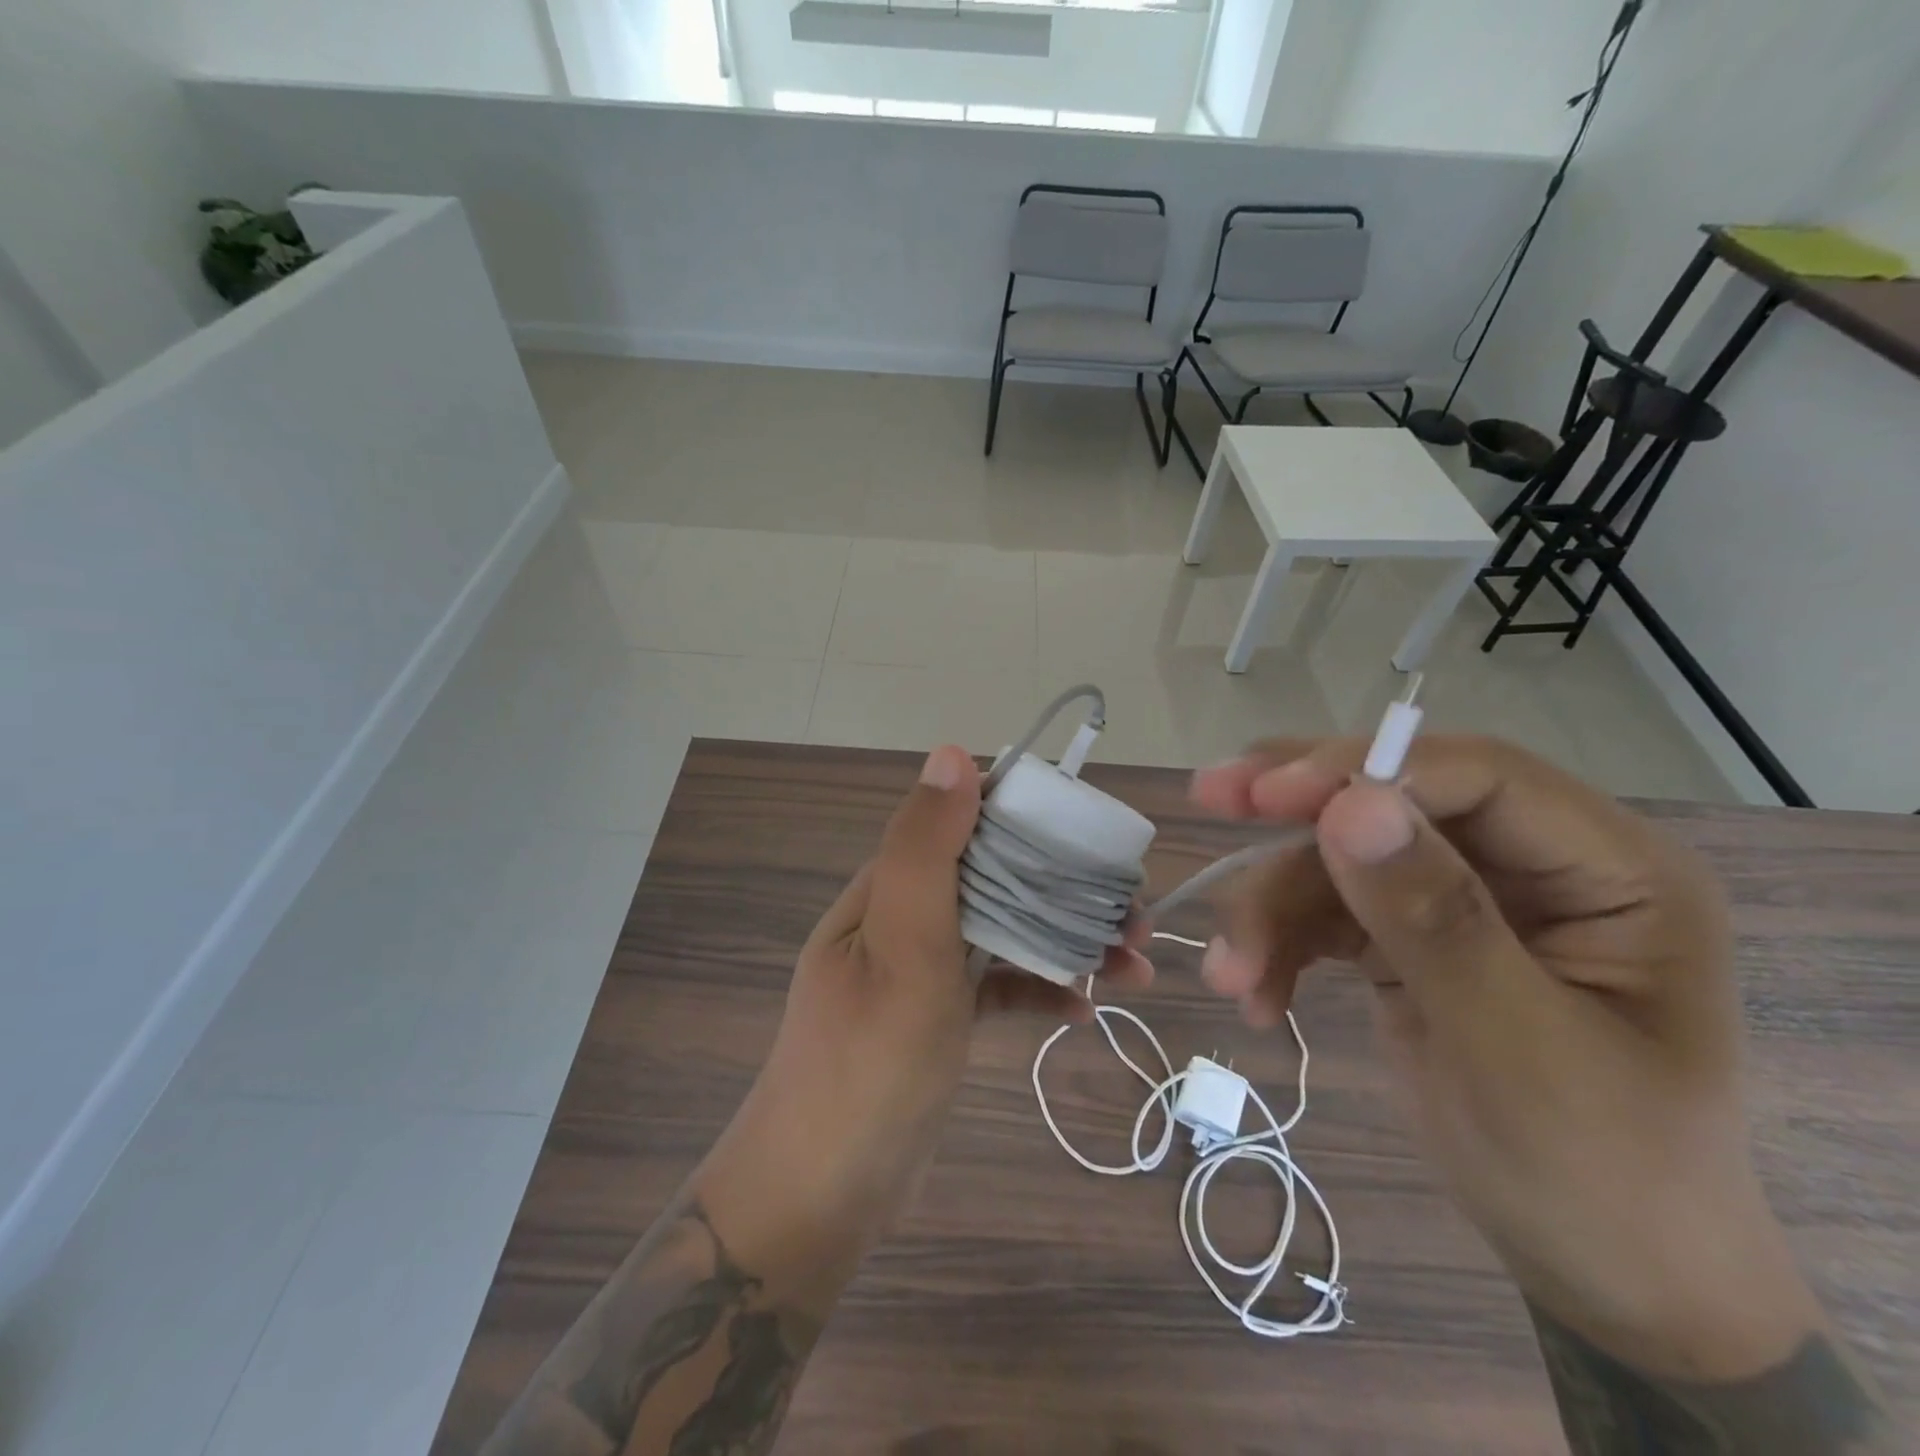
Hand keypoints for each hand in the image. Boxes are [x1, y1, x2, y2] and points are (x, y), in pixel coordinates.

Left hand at [697, 745, 1150, 1298]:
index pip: (963, 822)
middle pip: (996, 878)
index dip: (1029, 817)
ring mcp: (921, 971)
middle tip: (1135, 914)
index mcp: (889, 888)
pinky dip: (1040, 990)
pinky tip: (1086, 1010)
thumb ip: (924, 850)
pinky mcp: (938, 1019)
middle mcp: (904, 918)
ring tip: (1134, 967)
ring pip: (1004, 933)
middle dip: (1066, 887)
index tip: (1095, 835)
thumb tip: (951, 754)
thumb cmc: (867, 1063)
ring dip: (1067, 941)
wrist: (820, 1195)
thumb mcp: (900, 947)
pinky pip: (998, 987)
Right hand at [1190, 735, 1824, 1381]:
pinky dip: (1283, 946)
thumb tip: (1351, 807)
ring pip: (1342, 861)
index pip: (1477, 777)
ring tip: (1231, 975)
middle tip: (1210, 796)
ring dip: (1274, 909)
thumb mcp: (1515, 1047)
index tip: (1264, 794)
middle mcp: (1534, 867)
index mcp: (1610, 872)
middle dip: (1296, 813)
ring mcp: (1466, 901)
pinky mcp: (1410, 938)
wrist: (1603, 1280)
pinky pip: (1329, 913)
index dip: (1366, 770)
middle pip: (1395, 803)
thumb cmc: (1598, 1176)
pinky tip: (1257, 995)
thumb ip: (1435, 919)